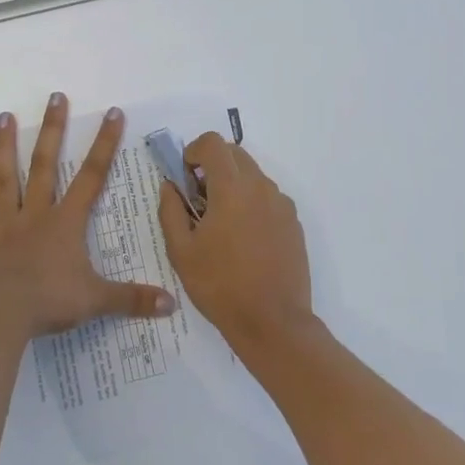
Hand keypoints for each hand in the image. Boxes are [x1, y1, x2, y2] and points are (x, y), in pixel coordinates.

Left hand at [0, 94, 175, 337]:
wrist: (2, 317)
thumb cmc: (51, 302)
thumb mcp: (98, 300)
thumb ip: (133, 298)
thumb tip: (172, 304)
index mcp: (66, 222)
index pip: (91, 176)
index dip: (104, 144)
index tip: (112, 112)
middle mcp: (36, 214)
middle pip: (45, 165)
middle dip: (53, 130)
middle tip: (55, 96)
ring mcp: (6, 226)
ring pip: (5, 179)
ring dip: (4, 148)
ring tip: (4, 116)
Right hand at [156, 132, 314, 354]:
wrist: (272, 322)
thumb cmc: (219, 285)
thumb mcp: (181, 251)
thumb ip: (170, 210)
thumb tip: (170, 186)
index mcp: (231, 188)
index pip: (213, 143)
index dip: (193, 151)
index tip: (185, 178)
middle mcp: (261, 187)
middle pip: (234, 154)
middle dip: (212, 166)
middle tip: (198, 200)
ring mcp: (281, 204)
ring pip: (253, 176)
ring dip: (232, 185)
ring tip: (220, 224)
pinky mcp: (293, 222)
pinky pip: (268, 198)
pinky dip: (251, 203)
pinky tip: (243, 240)